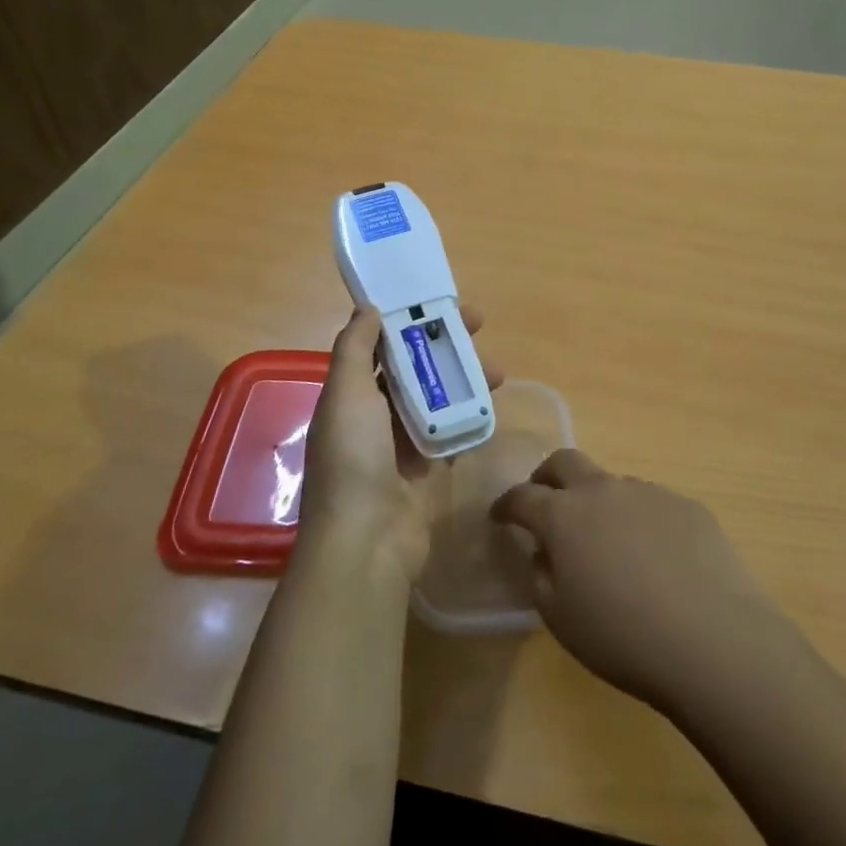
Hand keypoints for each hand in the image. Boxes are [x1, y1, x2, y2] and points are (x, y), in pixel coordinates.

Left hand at [299, 305, 501, 581]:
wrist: (367, 540)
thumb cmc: (353, 458)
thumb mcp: (347, 393)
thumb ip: (355, 347)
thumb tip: (368, 307)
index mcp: (352, 394)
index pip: (384, 345)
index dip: (411, 321)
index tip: (443, 304)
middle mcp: (375, 416)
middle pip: (416, 369)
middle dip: (447, 347)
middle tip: (481, 328)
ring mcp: (402, 445)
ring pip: (438, 400)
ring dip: (465, 382)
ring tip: (498, 375)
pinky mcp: (427, 470)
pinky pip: (451, 435)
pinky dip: (468, 420)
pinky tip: (491, 408)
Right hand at [490, 450, 780, 713]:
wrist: (713, 639)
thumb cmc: (623, 636)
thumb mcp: (561, 619)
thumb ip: (541, 575)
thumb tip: (545, 552)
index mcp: (564, 515)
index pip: (522, 497)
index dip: (506, 505)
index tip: (499, 517)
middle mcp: (603, 490)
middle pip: (565, 461)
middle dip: (547, 477)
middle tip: (545, 502)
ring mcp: (648, 492)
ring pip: (612, 484)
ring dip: (599, 503)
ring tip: (609, 544)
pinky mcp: (686, 505)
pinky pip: (651, 504)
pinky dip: (639, 521)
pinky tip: (656, 559)